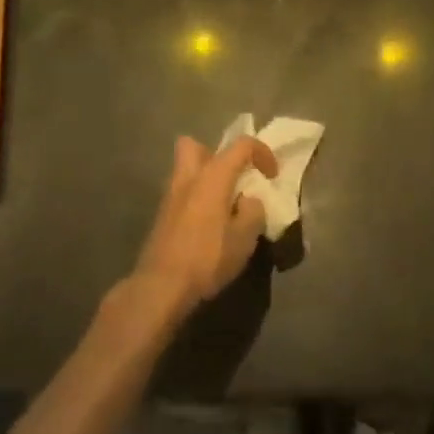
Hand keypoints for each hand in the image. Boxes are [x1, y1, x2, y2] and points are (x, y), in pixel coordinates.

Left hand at [128, 135, 276, 324]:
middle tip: (232, 177)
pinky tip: (207, 224)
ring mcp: (170, 196)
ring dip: (204, 178)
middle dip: (215, 154)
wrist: (161, 287)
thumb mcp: (245, 237)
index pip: (242, 145)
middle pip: (194, 145)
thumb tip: (249, 200)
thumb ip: (253, 210)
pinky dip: (195, 199)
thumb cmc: (208, 257)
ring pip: (185, 170)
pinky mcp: (161, 217)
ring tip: (222, 203)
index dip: (263, 153)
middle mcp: (188, 177)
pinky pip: (181, 194)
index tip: (272, 176)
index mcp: (213, 175)